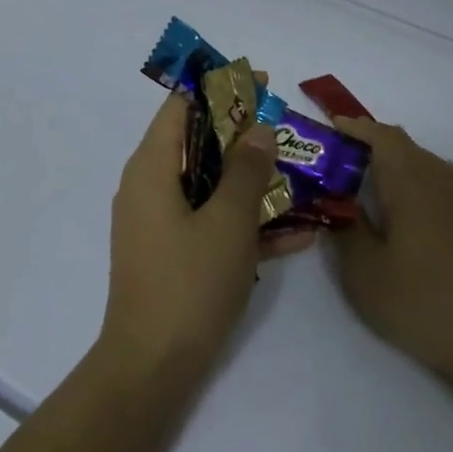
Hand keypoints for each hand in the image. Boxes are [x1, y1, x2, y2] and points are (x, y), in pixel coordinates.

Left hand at [98, 94, 313, 369]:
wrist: (154, 365)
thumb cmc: (189, 283)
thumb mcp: (227, 221)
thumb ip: (245, 170)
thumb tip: (257, 130)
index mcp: (151, 168)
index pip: (180, 107)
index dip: (220, 89)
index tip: (262, 85)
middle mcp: (150, 189)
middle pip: (199, 145)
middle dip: (246, 138)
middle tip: (289, 134)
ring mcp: (161, 225)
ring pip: (211, 187)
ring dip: (254, 183)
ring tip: (302, 179)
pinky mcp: (175, 256)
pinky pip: (213, 225)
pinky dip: (247, 224)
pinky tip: (300, 235)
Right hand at [329, 118, 452, 383]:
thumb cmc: (419, 302)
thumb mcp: (363, 273)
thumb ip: (347, 231)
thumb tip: (340, 207)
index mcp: (412, 187)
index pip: (384, 138)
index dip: (358, 128)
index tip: (334, 126)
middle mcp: (444, 183)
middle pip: (409, 148)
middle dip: (375, 145)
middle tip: (345, 161)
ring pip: (431, 165)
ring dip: (402, 164)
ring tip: (377, 184)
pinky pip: (450, 185)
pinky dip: (426, 182)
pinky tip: (419, 208)